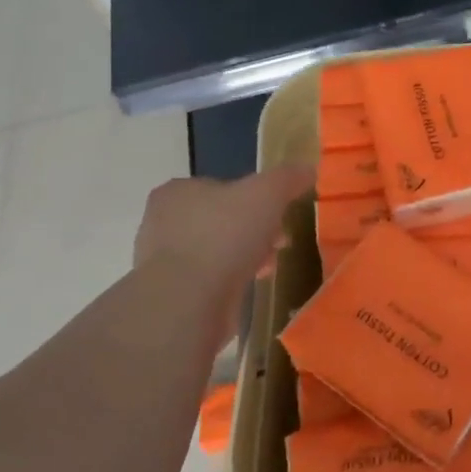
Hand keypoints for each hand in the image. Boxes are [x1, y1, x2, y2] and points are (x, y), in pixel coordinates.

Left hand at [134, 165, 313, 292]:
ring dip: (245, 256)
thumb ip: (288, 177)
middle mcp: (162, 222)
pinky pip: (210, 279)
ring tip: (268, 267)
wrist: (189, 302)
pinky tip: (249, 287)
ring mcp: (163, 260)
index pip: (223, 187)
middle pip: (223, 219)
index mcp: (178, 191)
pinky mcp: (171, 293)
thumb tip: (308, 169)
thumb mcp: (267, 193)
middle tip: (279, 242)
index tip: (279, 215)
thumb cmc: (225, 236)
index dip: (256, 199)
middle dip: (254, 230)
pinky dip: (231, 281)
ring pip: (217, 250)